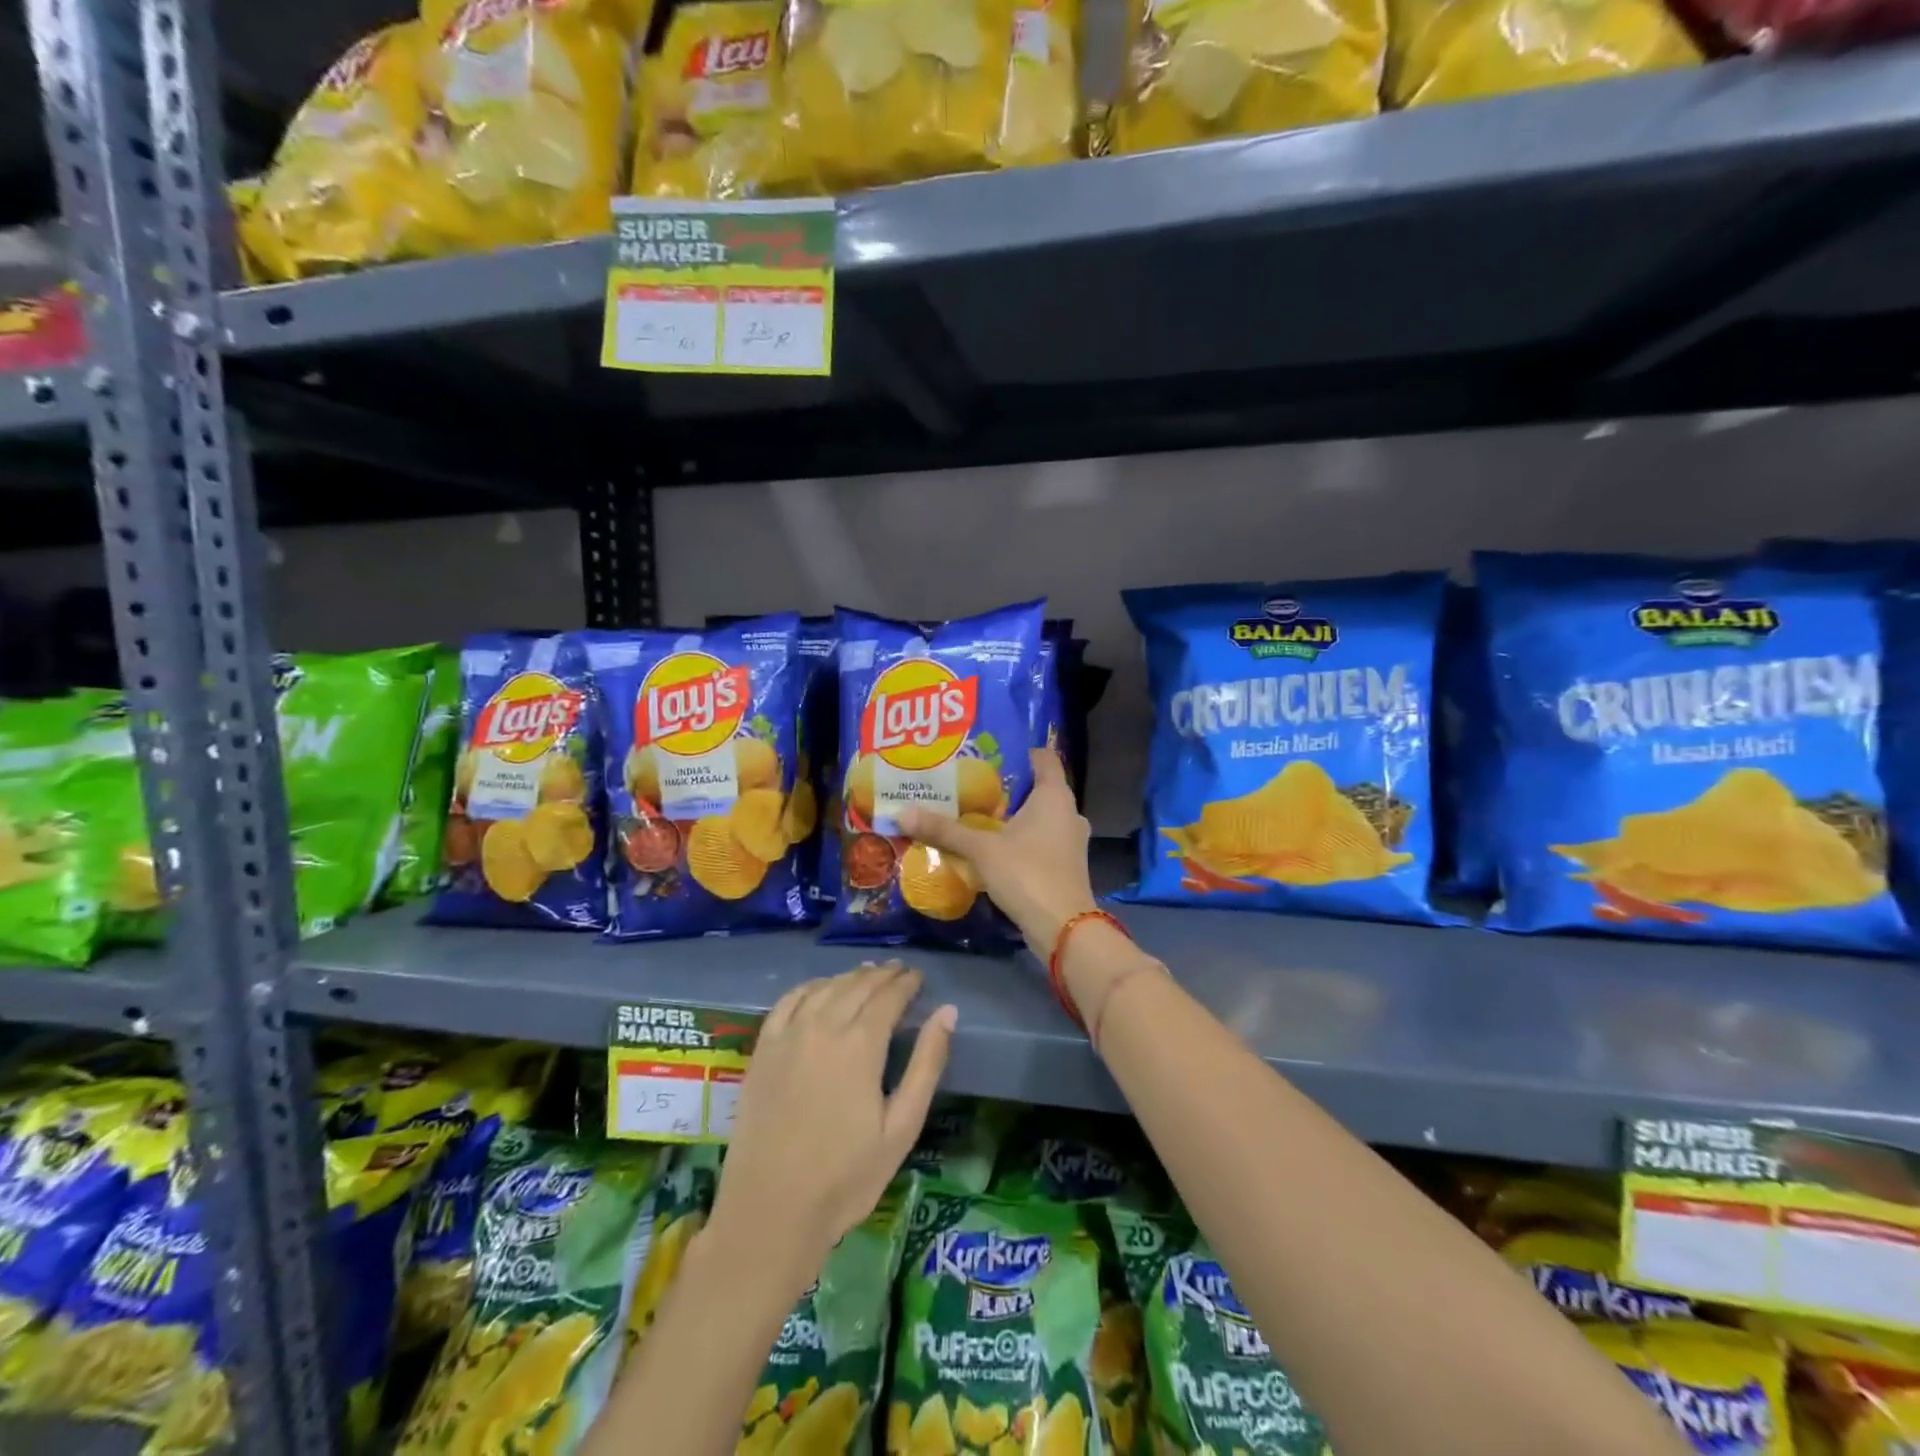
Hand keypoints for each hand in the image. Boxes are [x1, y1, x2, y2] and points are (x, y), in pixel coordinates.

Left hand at [709, 962, 955, 1284]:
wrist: (770, 1211)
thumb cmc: (845, 1177)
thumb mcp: (901, 1127)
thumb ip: (926, 1064)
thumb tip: (947, 1012)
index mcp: (860, 1044)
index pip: (888, 996)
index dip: (906, 983)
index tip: (918, 977)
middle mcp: (823, 1026)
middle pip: (857, 986)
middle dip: (882, 976)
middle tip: (899, 972)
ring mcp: (788, 1035)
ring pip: (825, 987)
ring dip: (850, 977)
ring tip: (867, 976)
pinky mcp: (763, 1049)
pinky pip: (788, 1001)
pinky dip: (810, 987)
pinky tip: (820, 989)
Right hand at [899, 748, 1097, 955]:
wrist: (1063, 928)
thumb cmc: (1027, 874)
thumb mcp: (981, 849)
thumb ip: (945, 830)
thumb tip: (902, 813)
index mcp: (1055, 796)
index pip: (1045, 758)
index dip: (1021, 751)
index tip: (991, 750)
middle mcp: (1069, 812)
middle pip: (1039, 788)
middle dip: (1009, 786)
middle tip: (974, 782)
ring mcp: (1071, 841)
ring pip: (1041, 817)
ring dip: (1015, 816)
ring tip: (979, 814)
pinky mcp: (1066, 866)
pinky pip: (1042, 841)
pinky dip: (1022, 839)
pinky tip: (995, 847)